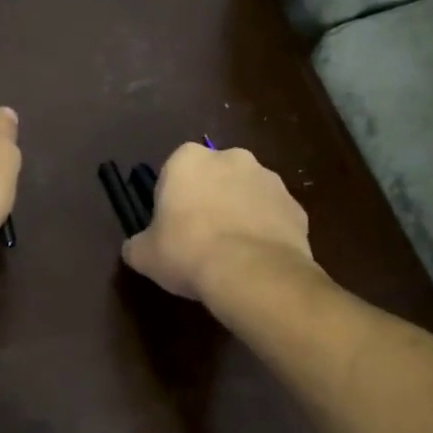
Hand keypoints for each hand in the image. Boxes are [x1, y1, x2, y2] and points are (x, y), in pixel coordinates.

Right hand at [122, 143, 318, 299]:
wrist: (252, 273)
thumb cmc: (187, 252)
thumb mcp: (144, 255)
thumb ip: (137, 244)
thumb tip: (135, 248)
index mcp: (188, 159)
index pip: (175, 171)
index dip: (173, 198)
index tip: (172, 225)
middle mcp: (231, 158)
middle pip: (214, 176)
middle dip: (210, 199)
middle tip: (201, 237)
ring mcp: (269, 179)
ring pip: (247, 194)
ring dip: (240, 213)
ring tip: (232, 253)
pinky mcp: (296, 206)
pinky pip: (273, 216)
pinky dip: (266, 231)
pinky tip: (257, 260)